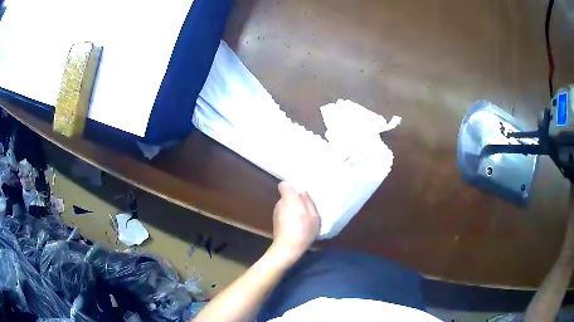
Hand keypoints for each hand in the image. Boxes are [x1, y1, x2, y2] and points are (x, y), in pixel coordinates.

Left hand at [271, 182, 319, 261]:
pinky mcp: (275, 222)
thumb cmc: (303, 230)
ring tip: (303, 219)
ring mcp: (276, 213)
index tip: (300, 193)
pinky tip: (297, 226)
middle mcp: (279, 203)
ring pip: (286, 205)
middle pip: (287, 196)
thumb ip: (308, 201)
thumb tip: (302, 192)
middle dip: (295, 199)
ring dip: (293, 209)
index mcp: (289, 198)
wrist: (287, 248)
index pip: (284, 185)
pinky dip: (290, 217)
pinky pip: (284, 214)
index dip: (292, 187)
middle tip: (307, 208)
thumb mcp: (313, 216)